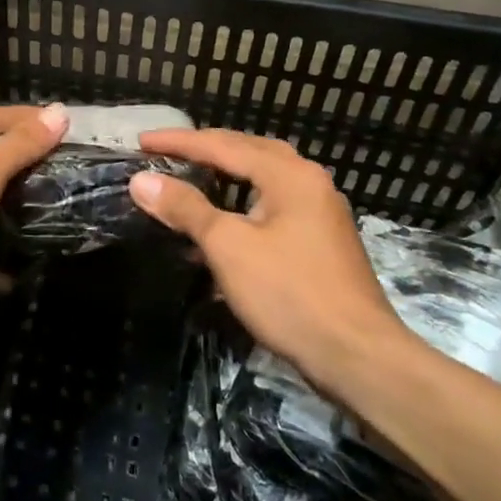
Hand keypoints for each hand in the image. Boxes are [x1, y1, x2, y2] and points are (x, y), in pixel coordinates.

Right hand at [128, 128, 410, 385]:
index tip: (141, 142)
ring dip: (226, 174)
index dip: (179, 142)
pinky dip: (244, 202)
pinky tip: (226, 220)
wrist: (359, 358)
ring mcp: (321, 211)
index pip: (223, 145)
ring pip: (263, 178)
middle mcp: (309, 181)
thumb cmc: (289, 294)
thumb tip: (141, 181)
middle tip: (167, 152)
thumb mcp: (228, 247)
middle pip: (248, 152)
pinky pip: (274, 204)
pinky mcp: (322, 241)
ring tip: (192, 175)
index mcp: (289, 174)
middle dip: (205, 149)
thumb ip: (185, 208)